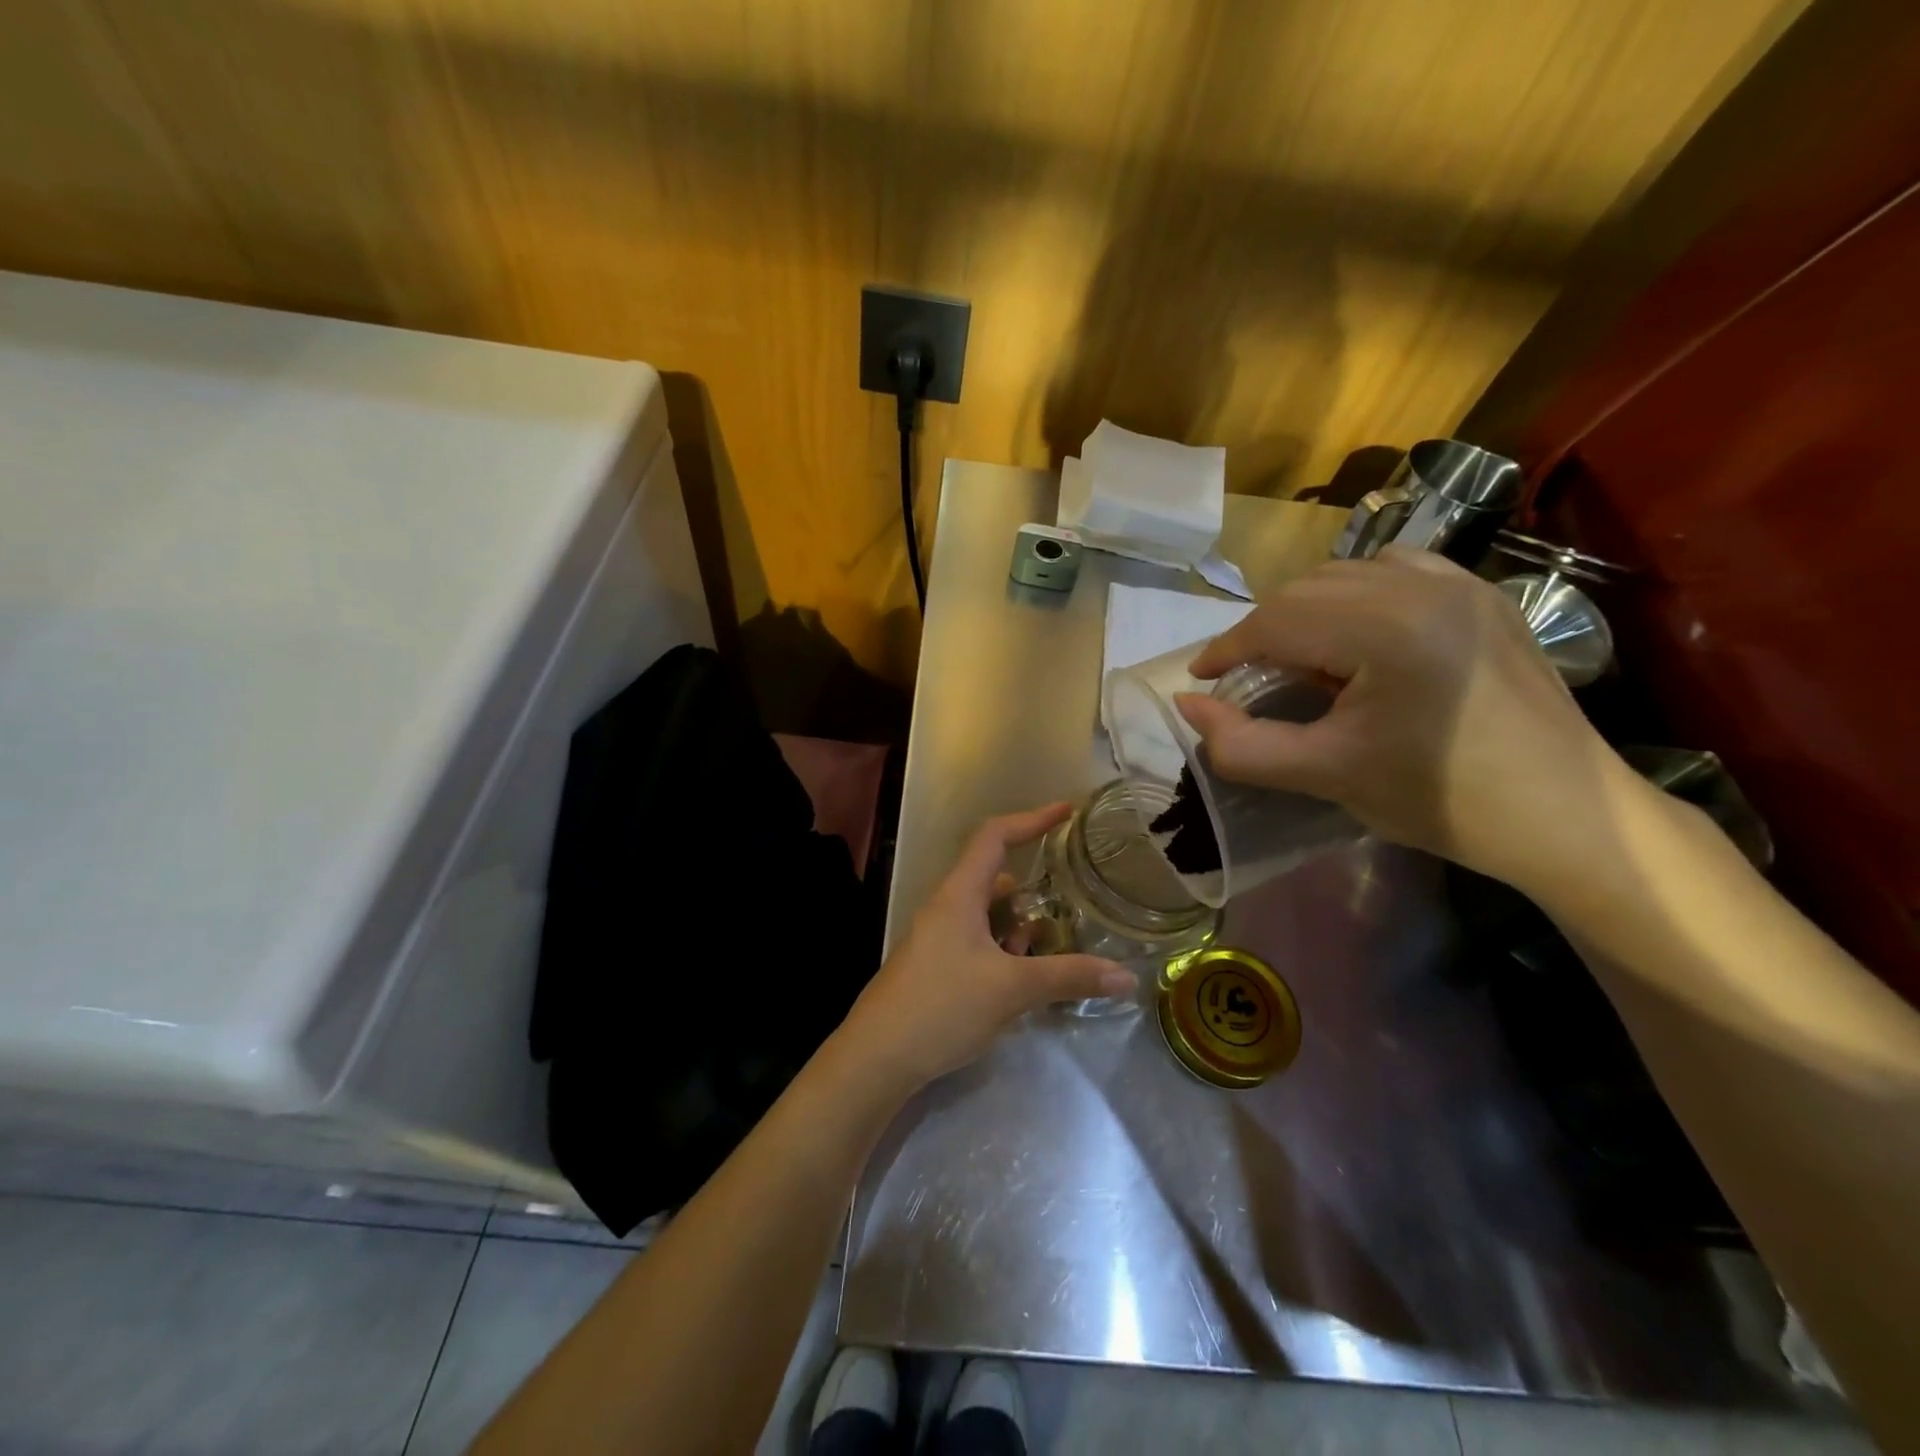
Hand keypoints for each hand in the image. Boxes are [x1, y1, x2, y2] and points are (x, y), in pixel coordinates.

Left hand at [836, 804, 1134, 1092]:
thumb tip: (1126, 977)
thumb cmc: (942, 1007)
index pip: (995, 836)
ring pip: (988, 914)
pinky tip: (1020, 981)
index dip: (1031, 819)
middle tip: (1067, 902)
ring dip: (1018, 926)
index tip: (1066, 812)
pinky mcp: (937, 964)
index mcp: (959, 894)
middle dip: (1031, 888)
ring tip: (1046, 949)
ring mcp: (939, 936)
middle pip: (994, 876)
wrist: (878, 1056)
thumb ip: (1069, 977)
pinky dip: (1004, 949)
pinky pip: (979, 941)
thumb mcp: (1012, 990)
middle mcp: (947, 907)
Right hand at [1174, 548, 1639, 893]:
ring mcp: (1461, 584)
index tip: (1200, 680)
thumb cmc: (1443, 802)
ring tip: (1298, 658)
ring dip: (1306, 609)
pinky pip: (1397, 570)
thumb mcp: (1326, 776)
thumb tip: (1187, 706)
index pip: (1276, 620)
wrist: (1569, 818)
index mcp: (1385, 628)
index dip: (1226, 649)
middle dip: (1262, 631)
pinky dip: (1357, 593)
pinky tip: (1357, 633)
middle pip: (1306, 589)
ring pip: (1348, 573)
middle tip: (1245, 679)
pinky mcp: (1484, 596)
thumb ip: (1242, 744)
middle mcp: (1423, 586)